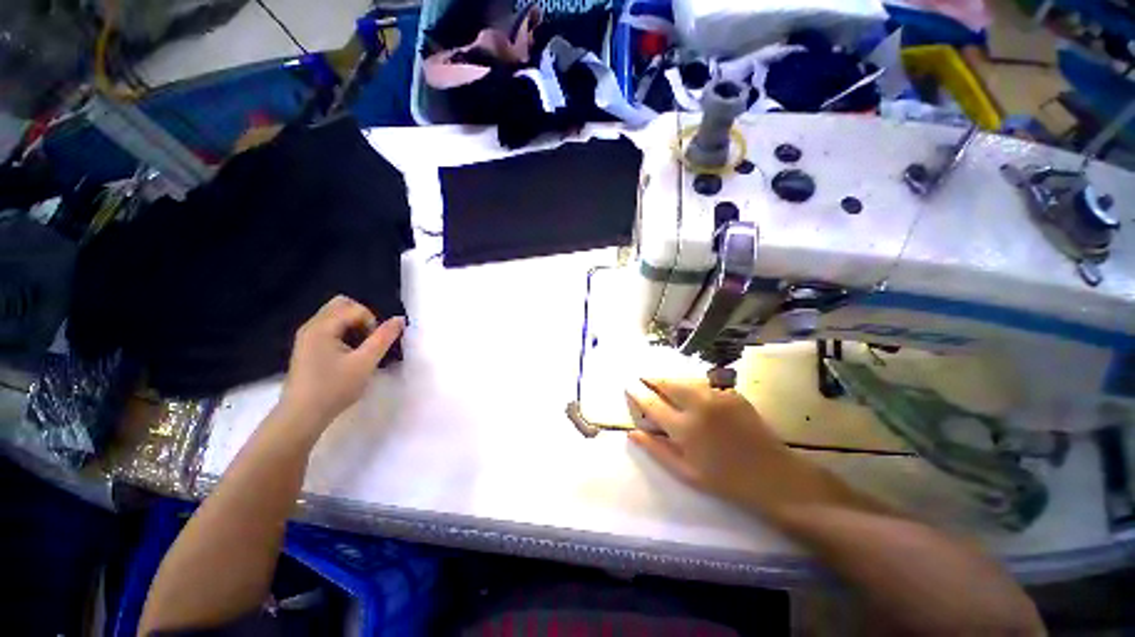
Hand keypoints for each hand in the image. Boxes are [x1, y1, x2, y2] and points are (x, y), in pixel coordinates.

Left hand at [280, 295, 404, 427]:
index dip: (372, 323)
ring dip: (354, 327)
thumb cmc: (334, 388)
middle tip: (368, 342)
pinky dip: (344, 334)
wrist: (302, 416)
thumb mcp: (365, 363)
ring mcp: (307, 336)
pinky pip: (330, 328)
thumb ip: (384, 338)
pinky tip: (348, 356)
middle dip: (363, 319)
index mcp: (322, 327)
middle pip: (342, 305)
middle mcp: (312, 326)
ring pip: (336, 316)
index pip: (356, 308)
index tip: (373, 346)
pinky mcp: (307, 347)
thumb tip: (400, 319)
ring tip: (360, 350)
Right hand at [626, 379, 883, 522]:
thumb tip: (631, 432)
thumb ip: (656, 449)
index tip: (628, 385)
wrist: (773, 475)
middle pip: (666, 382)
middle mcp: (698, 405)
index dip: (637, 392)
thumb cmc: (724, 480)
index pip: (651, 403)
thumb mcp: (685, 472)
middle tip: (642, 378)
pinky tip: (688, 391)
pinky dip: (689, 384)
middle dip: (651, 379)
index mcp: (684, 428)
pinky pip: (702, 382)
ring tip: (662, 384)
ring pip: (683, 379)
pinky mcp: (731, 392)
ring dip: (670, 380)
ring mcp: (717, 395)